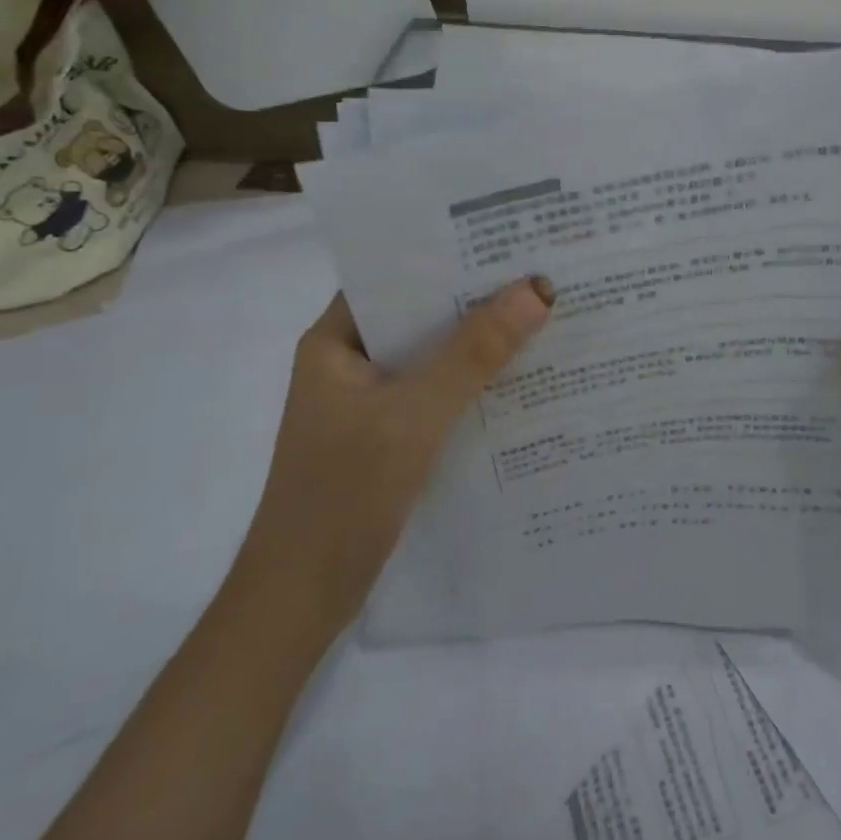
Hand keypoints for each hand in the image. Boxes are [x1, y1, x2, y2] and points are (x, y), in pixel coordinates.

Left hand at [246, 277, 554, 604]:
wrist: (299, 601)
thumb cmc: (342, 496)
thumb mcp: (413, 417)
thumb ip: (473, 354)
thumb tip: (536, 289)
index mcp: (334, 341)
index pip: (392, 274)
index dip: (446, 252)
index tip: (506, 237)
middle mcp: (349, 361)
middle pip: (418, 314)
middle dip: (474, 296)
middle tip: (540, 269)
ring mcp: (368, 402)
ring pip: (431, 356)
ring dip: (477, 342)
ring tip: (542, 313)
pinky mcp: (386, 436)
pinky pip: (436, 394)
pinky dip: (471, 384)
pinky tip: (519, 378)